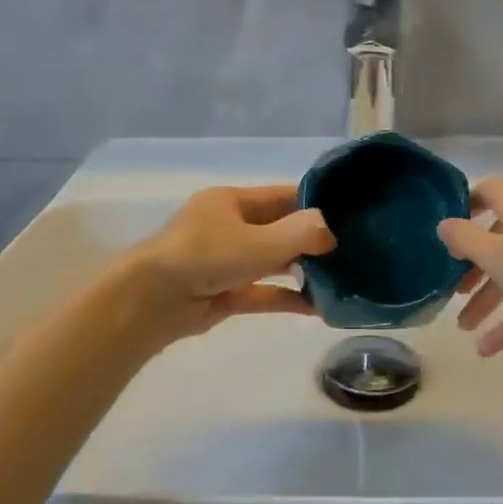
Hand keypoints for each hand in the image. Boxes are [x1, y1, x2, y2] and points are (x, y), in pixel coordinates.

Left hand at [125, 185, 336, 341]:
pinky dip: (287, 298)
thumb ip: (300, 234)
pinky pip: (263, 292)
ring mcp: (225, 262)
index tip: (348, 215)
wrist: (150, 301)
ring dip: (303, 271)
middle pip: (279, 229)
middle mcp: (229, 227)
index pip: (281, 196)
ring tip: (341, 279)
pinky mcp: (224, 294)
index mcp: (231, 201)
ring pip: (272, 262)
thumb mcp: (258, 241)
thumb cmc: (204, 256)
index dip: (313, 203)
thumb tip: (331, 231)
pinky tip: (318, 307)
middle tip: (352, 251)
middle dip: (312, 240)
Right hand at [438, 178, 502, 355]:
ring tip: (463, 328)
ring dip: (488, 297)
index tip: (445, 234)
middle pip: (496, 236)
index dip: (463, 208)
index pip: (485, 192)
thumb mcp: (495, 254)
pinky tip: (487, 349)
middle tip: (451, 288)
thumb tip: (444, 224)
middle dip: (472, 265)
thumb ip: (464, 238)